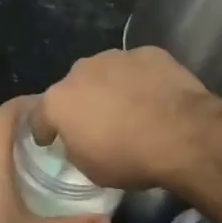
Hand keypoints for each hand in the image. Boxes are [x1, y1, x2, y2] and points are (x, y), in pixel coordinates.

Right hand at [34, 47, 216, 190]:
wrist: (183, 134)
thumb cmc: (129, 158)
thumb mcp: (91, 170)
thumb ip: (76, 148)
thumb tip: (79, 140)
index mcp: (59, 101)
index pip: (39, 116)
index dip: (44, 130)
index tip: (49, 140)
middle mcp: (80, 71)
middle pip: (73, 88)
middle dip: (81, 104)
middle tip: (97, 124)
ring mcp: (115, 57)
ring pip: (105, 73)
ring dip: (111, 88)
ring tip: (129, 109)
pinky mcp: (148, 52)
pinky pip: (137, 68)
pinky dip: (140, 80)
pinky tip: (154, 97)